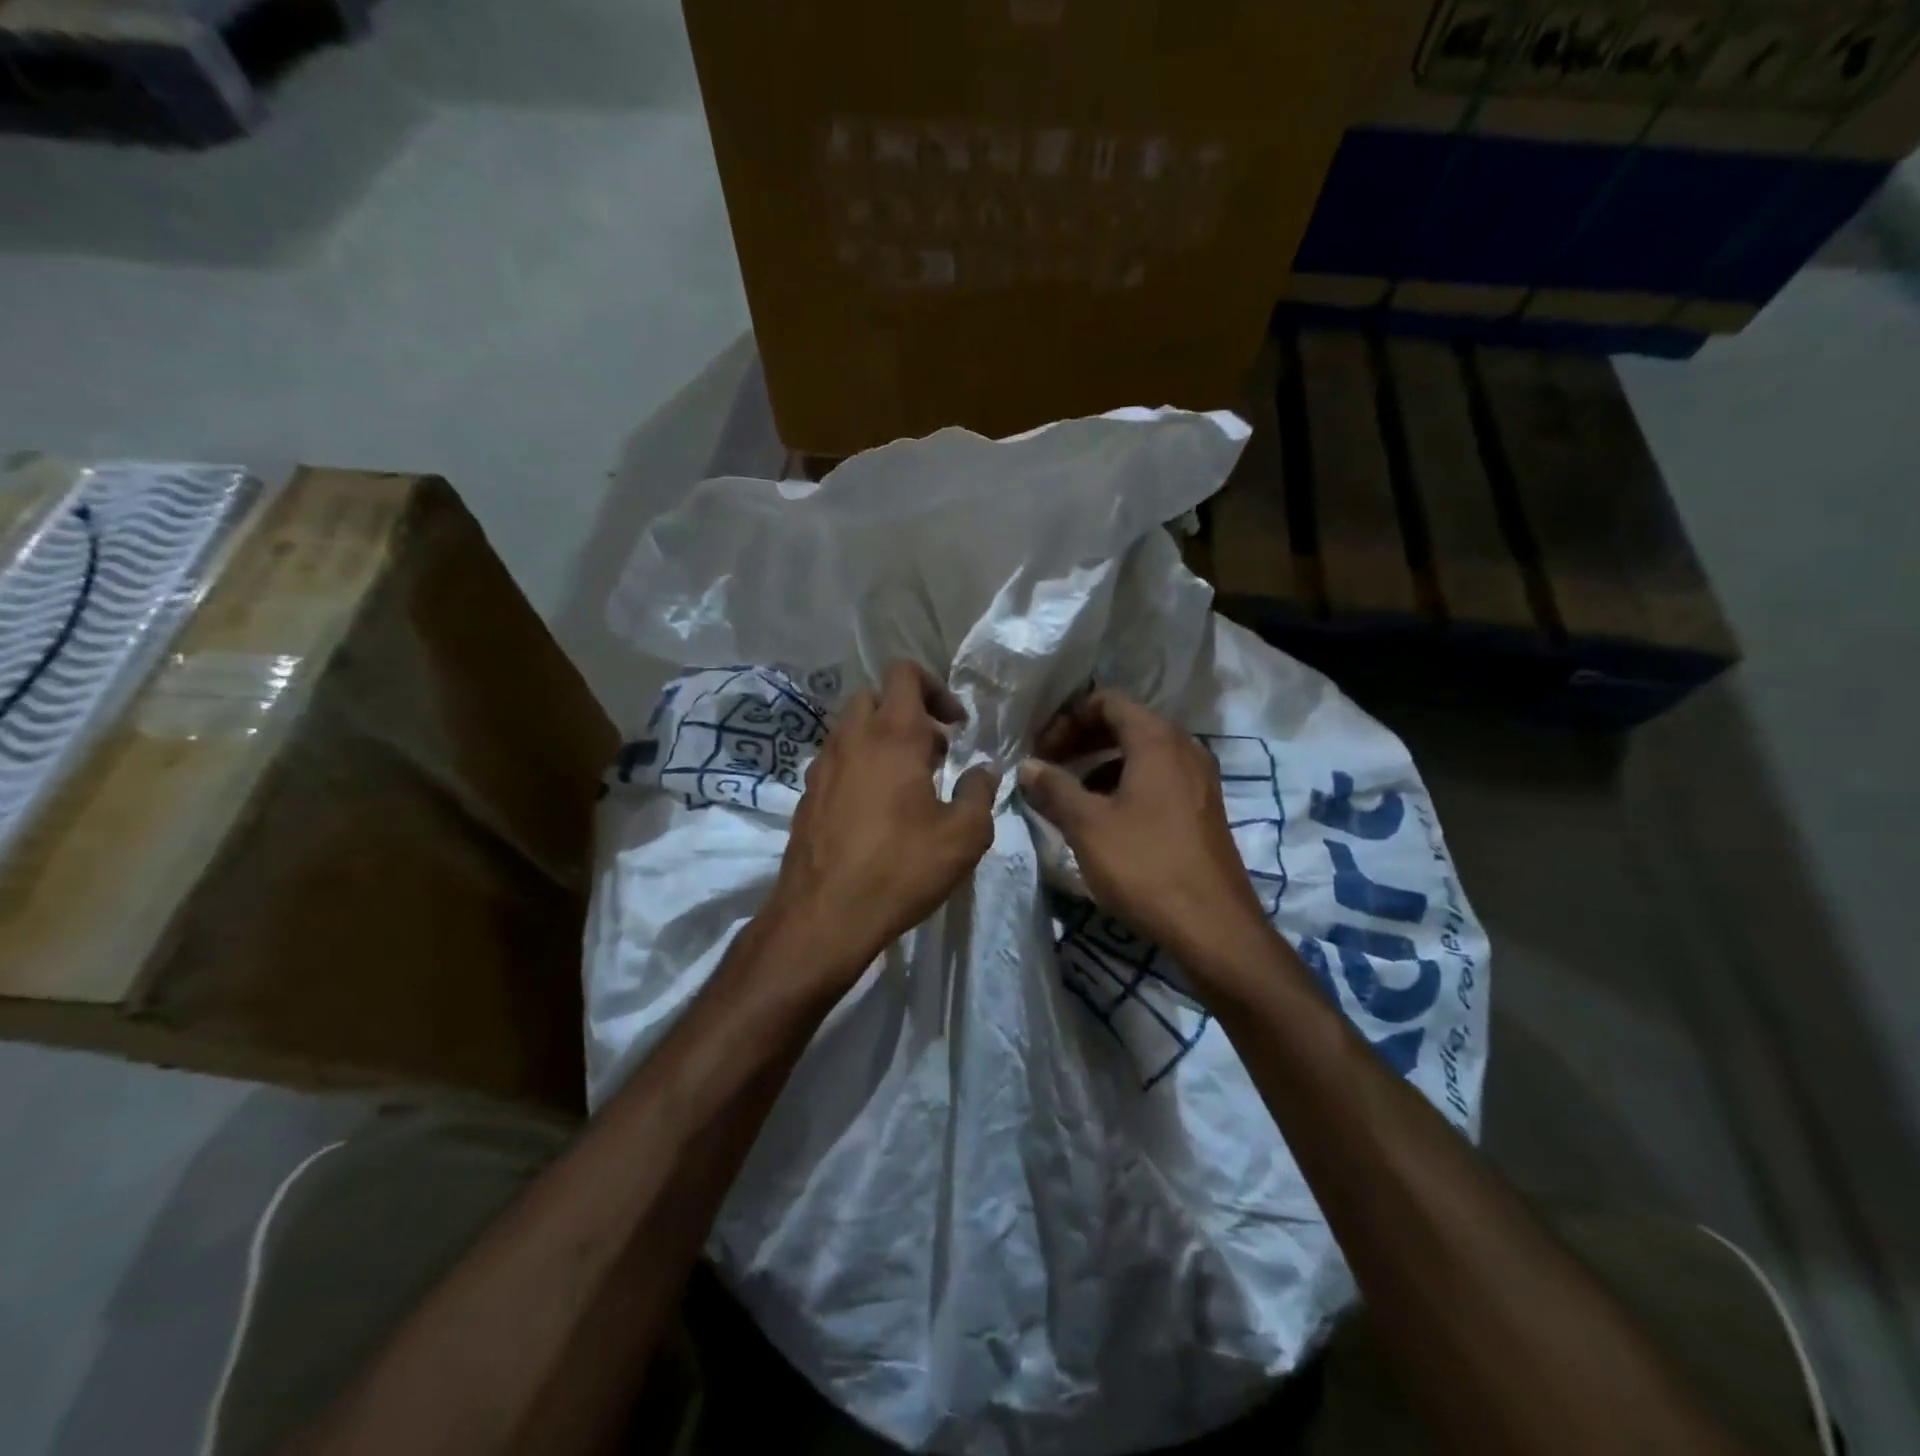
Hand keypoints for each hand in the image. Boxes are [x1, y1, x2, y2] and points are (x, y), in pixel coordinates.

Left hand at [765, 661, 998, 995]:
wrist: (823, 916)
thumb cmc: (900, 869)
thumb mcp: (963, 836)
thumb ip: (980, 793)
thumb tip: (984, 771)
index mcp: (892, 735)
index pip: (905, 673)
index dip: (935, 688)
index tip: (955, 726)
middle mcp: (852, 739)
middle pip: (876, 696)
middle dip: (908, 712)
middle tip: (933, 752)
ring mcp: (822, 766)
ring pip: (852, 728)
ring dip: (882, 739)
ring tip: (908, 784)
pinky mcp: (806, 795)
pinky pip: (836, 760)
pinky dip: (859, 765)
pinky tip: (876, 810)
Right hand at [1019, 690, 1272, 982]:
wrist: (1214, 927)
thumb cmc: (1146, 866)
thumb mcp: (1088, 825)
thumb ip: (1054, 788)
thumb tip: (1028, 766)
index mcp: (1157, 740)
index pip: (1106, 701)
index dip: (1066, 719)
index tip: (1039, 749)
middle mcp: (1183, 748)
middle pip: (1125, 723)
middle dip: (1081, 740)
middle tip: (1048, 766)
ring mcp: (1199, 779)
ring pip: (1141, 753)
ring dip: (1100, 764)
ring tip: (1069, 795)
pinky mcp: (1203, 808)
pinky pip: (1157, 779)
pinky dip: (1124, 784)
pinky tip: (1104, 818)